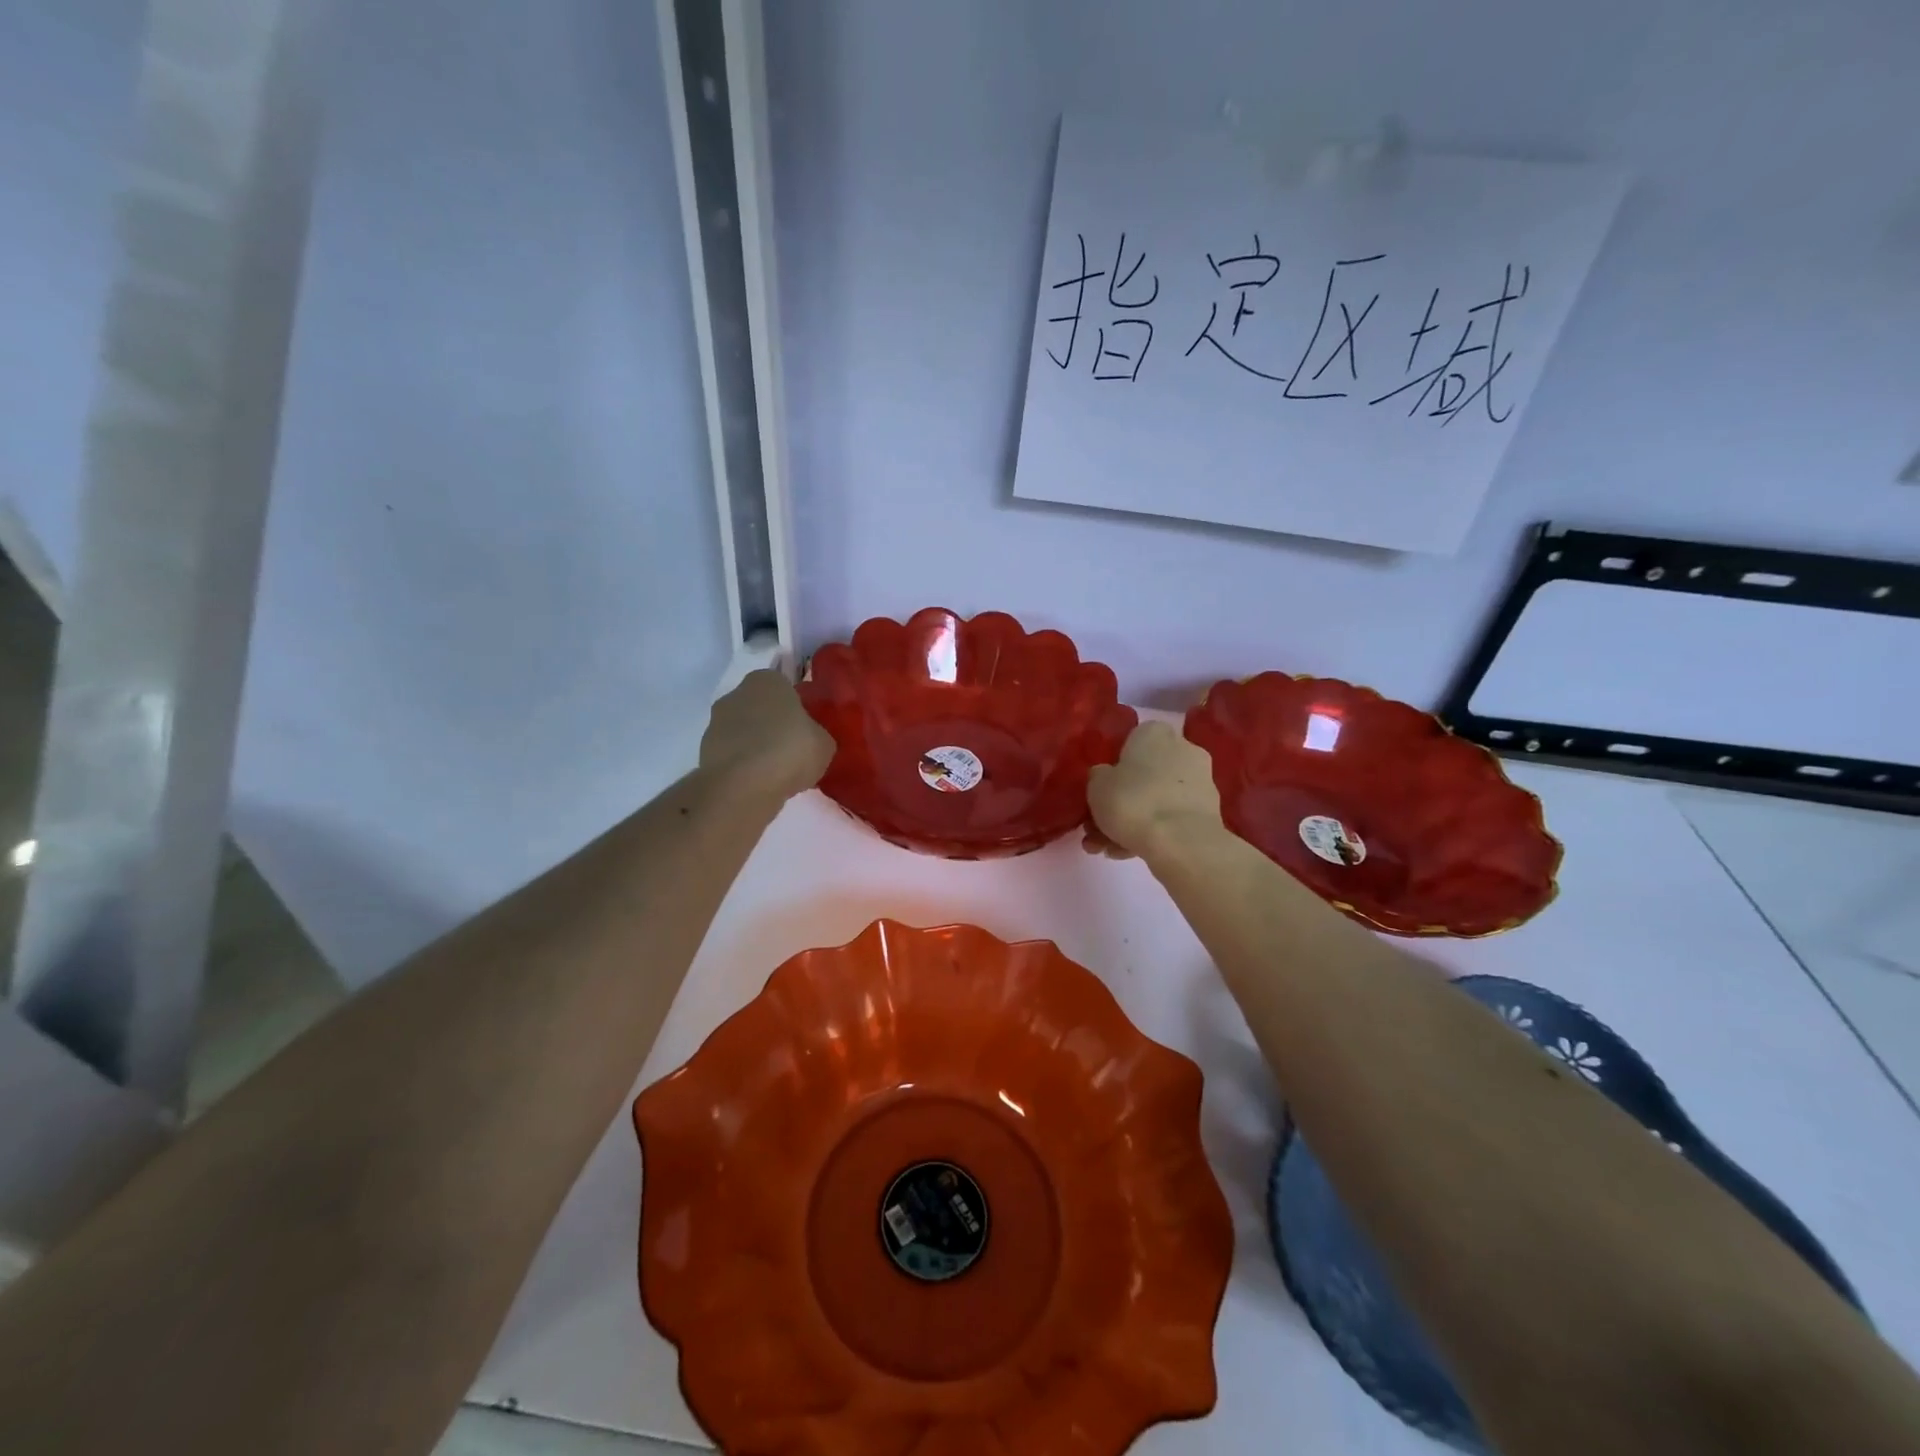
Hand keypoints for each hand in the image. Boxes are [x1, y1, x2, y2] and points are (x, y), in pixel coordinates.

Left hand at [699, 669, 833, 801]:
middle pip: (760, 707)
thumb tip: (811, 739)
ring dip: (756, 745)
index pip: (784, 686)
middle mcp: (736, 693)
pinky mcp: (703, 751)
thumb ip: (817, 734)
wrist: (743, 786)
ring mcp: (715, 722)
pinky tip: (758, 782)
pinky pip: (732, 754)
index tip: (806, 728)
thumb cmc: (790, 751)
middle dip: (773, 724)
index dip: (796, 707)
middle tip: (792, 749)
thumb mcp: (824, 743)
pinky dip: (743, 765)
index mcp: (767, 680)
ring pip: (743, 731)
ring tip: (775, 771)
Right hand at [1084, 721, 1223, 860]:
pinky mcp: (1208, 812)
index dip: (1113, 768)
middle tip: (1098, 828)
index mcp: (1155, 732)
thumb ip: (1099, 777)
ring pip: (1156, 799)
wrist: (1181, 842)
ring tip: (1109, 850)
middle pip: (1144, 775)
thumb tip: (1106, 777)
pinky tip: (1129, 854)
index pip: (1130, 742)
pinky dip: (1152, 832)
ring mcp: (1200, 781)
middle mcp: (1182, 749)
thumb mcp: (1096, 785)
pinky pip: (1171, 818)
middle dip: (1120, 802)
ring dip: (1132, 822)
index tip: (1100, 791)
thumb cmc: (1132, 802)